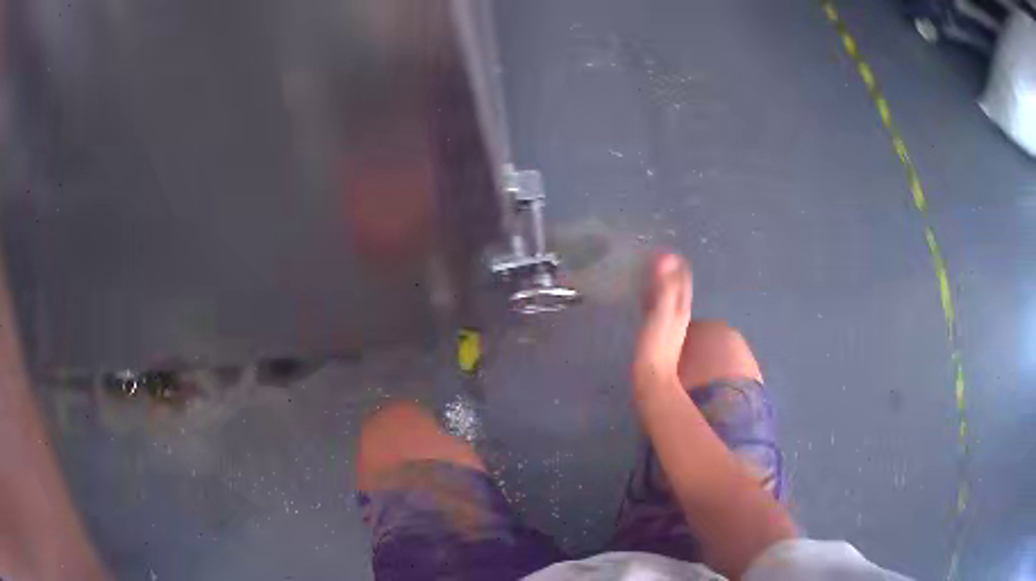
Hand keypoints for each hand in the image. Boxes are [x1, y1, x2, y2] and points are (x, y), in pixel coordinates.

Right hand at [632, 253, 691, 393]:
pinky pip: (657, 307)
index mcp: (680, 306)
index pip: (682, 277)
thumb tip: (665, 257)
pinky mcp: (657, 332)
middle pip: (677, 285)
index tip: (661, 248)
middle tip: (651, 256)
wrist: (652, 381)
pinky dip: (652, 296)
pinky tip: (643, 298)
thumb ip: (664, 287)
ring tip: (646, 272)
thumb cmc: (655, 348)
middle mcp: (678, 312)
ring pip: (668, 296)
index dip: (674, 262)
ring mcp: (669, 323)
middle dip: (668, 270)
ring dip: (660, 282)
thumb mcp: (660, 314)